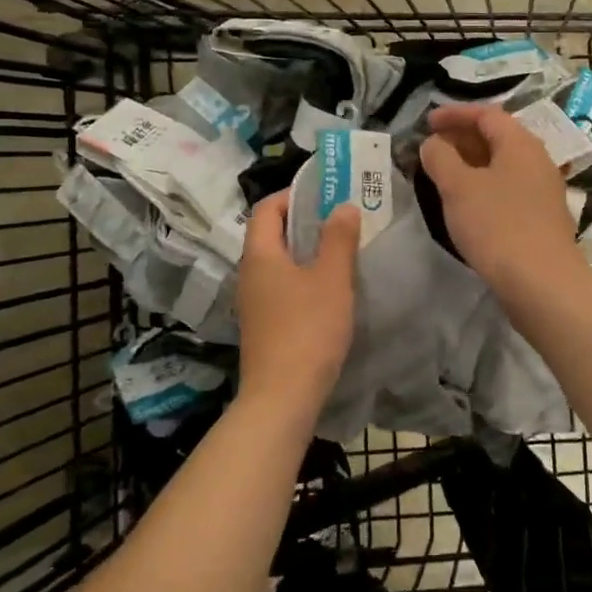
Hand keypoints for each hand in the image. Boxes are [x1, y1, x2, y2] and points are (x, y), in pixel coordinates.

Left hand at [235, 190, 359, 413]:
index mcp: (260, 255)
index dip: (291, 195)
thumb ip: (338, 239)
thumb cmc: (307, 329)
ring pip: (277, 263)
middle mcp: (248, 274)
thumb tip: (342, 206)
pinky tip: (327, 291)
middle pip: (270, 235)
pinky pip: (280, 288)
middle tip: (339, 220)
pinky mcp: (262, 326)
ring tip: (339, 252)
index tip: (323, 194)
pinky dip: (301, 278)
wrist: (282, 397)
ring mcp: (252, 302)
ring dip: (305, 252)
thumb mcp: (331, 279)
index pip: (266, 209)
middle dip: (303, 222)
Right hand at [418, 103, 580, 295]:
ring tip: (444, 176)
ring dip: (472, 164)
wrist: (542, 282)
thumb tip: (433, 143)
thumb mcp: (458, 187)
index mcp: (520, 144)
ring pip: (503, 166)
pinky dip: (484, 187)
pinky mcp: (541, 218)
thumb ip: (440, 157)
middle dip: (462, 138)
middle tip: (432, 148)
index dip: (455, 114)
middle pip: (498, 138)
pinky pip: (508, 189)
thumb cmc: (497, 225)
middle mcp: (537, 160)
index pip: (487, 114)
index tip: (427, 122)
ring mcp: (543, 191)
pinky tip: (468, 205)